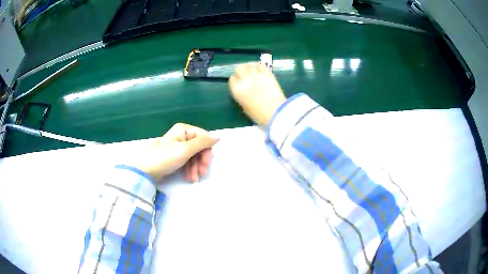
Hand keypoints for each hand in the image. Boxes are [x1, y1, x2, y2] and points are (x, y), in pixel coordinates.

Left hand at [133, 123, 218, 182]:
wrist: (145, 170)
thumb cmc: (165, 158)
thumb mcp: (185, 150)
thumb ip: (203, 143)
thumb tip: (218, 137)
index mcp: (183, 130)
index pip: (203, 137)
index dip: (207, 150)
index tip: (206, 163)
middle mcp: (181, 136)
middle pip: (199, 148)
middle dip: (200, 162)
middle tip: (202, 174)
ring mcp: (177, 147)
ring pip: (193, 156)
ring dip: (195, 168)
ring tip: (193, 179)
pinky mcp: (174, 157)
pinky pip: (186, 161)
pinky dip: (189, 169)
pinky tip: (190, 178)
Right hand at [229, 63, 286, 126]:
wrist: (275, 112)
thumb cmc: (259, 115)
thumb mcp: (245, 108)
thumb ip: (241, 97)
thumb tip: (243, 92)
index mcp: (237, 90)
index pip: (232, 79)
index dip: (235, 80)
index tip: (238, 82)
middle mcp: (245, 79)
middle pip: (239, 69)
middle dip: (241, 71)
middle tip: (245, 74)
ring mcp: (256, 74)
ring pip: (249, 64)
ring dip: (249, 66)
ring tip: (252, 69)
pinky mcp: (267, 73)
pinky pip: (261, 65)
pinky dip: (259, 66)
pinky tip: (260, 68)